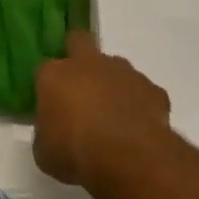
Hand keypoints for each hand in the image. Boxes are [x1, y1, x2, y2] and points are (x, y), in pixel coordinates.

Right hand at [34, 30, 171, 187]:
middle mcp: (88, 64)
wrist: (128, 158)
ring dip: (111, 82)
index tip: (50, 104)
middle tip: (78, 85)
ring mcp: (124, 73)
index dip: (47, 85)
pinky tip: (136, 126)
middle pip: (79, 41)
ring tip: (111, 113)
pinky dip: (138, 103)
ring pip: (115, 66)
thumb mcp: (44, 151)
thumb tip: (52, 131)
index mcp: (54, 75)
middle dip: (77, 54)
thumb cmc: (75, 152)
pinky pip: (142, 91)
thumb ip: (46, 133)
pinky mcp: (153, 89)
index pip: (44, 69)